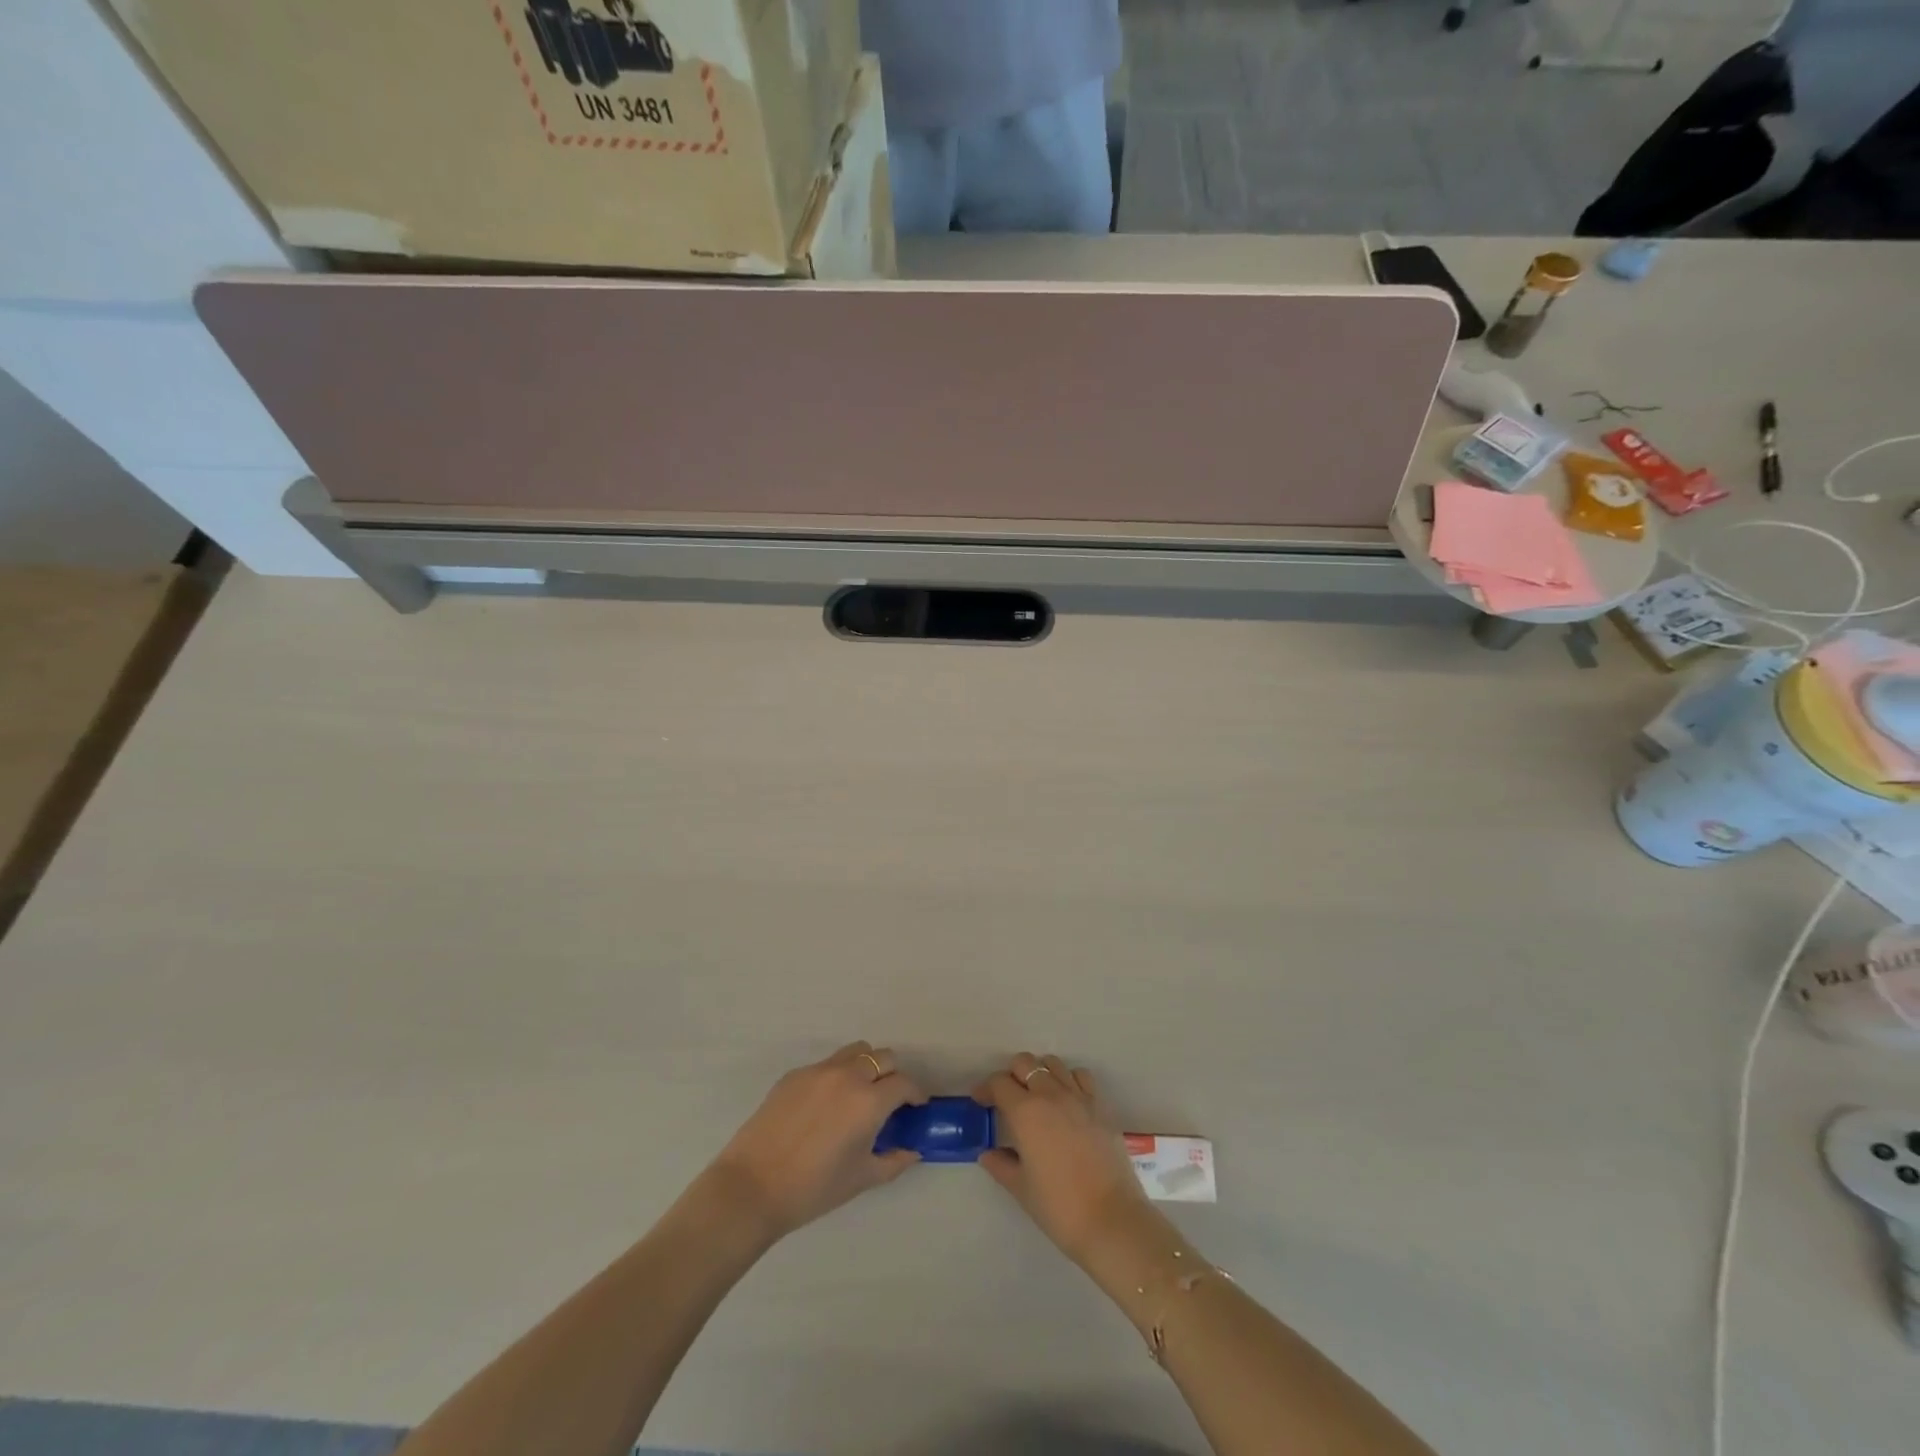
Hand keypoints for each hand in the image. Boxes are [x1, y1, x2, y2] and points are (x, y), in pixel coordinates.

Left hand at [706, 1042, 924, 1242]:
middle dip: (893, 1075)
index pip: (904, 1083)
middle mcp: (847, 1076)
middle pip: (883, 1057)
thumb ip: (894, 1161)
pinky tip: (824, 1107)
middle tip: (888, 1101)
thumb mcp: (861, 1179)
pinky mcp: (794, 1074)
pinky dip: (836, 1076)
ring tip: (859, 1095)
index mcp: (868, 1101)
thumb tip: (912, 1150)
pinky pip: (826, 1065)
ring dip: (866, 1067)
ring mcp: (818, 1071)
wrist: (752, 1187)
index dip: (915, 1094)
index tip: (916, 1107)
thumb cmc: (813, 1189)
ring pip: (855, 1052)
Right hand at [975, 1052, 1157, 1266]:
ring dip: (1040, 1074)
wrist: (1111, 1220)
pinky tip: (1067, 1101)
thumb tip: (987, 1154)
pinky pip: (1081, 1076)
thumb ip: (1001, 1165)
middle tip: (1007, 1098)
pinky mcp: (1100, 1106)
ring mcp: (1079, 1097)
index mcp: (1026, 1111)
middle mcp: (1051, 1094)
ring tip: (1037, 1097)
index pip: (999, 1083)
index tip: (980, 1101)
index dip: (986, 1089)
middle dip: (1011, 1075)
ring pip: (1053, 1064)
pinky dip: (1069, 1080)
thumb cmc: (1059, 1206)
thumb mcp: (1021, 1189)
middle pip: (1025, 1063)